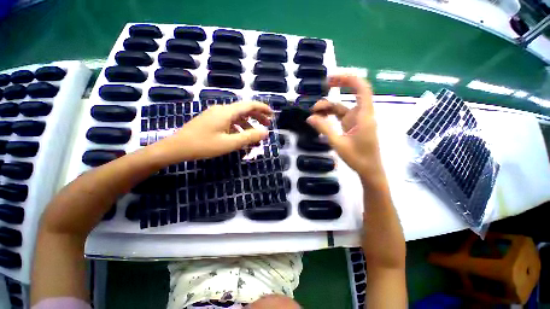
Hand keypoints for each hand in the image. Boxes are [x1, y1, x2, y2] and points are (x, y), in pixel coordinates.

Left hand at [148, 101, 272, 164]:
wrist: (176, 148)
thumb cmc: (203, 145)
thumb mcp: (229, 143)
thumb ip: (249, 137)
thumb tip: (266, 132)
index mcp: (227, 112)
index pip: (249, 105)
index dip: (262, 108)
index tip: (272, 114)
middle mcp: (222, 110)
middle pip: (244, 109)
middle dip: (257, 116)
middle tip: (267, 124)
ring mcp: (215, 115)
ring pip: (237, 117)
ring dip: (248, 124)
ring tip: (255, 135)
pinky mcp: (211, 121)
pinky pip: (229, 122)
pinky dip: (238, 128)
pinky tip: (240, 137)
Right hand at [307, 75, 382, 177]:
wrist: (369, 170)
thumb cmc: (358, 157)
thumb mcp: (338, 143)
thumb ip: (324, 129)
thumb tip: (310, 117)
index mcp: (364, 115)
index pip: (362, 88)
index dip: (348, 79)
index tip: (332, 78)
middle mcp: (362, 114)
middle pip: (353, 93)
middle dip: (339, 86)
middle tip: (323, 85)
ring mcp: (357, 120)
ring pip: (343, 106)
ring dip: (329, 106)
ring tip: (313, 111)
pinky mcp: (352, 126)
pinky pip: (340, 115)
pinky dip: (330, 115)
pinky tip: (319, 117)